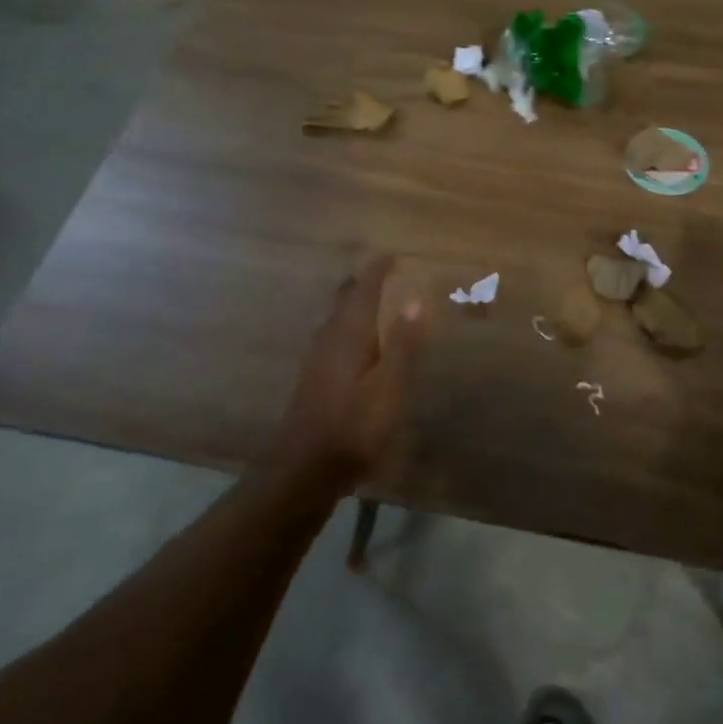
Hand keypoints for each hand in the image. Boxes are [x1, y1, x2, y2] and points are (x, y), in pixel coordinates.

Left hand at [274, 255, 424, 487]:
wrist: (306, 469)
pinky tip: (353, 343)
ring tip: (370, 299)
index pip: (363, 290)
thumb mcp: (390, 386)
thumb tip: (416, 299)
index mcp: (349, 335)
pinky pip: (332, 337)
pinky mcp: (314, 380)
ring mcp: (317, 360)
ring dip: (352, 304)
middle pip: (344, 300)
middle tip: (380, 272)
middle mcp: (329, 340)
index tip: (391, 254)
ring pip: (336, 319)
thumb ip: (404, 343)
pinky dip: (348, 326)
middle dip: (361, 283)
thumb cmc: (355, 426)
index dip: (377, 270)